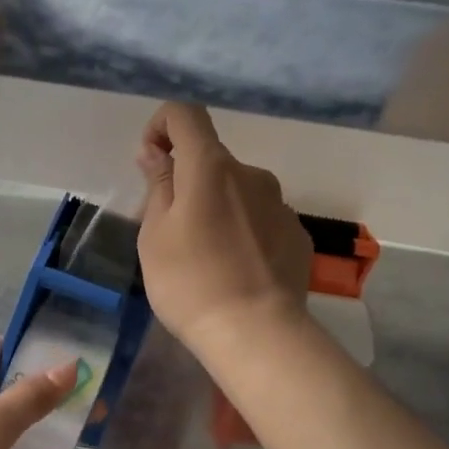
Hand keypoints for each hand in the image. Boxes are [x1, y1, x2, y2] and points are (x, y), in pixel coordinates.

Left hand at [0, 336, 76, 448]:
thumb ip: (31, 397)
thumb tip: (71, 366)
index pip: (4, 347)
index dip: (42, 356)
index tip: (84, 369)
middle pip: (4, 378)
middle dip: (43, 391)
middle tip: (92, 402)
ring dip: (32, 420)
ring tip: (79, 427)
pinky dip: (15, 443)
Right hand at [136, 102, 312, 357]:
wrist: (255, 333)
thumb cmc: (190, 282)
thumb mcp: (155, 235)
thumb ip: (158, 186)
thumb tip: (157, 153)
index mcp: (210, 167)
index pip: (185, 115)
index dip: (162, 126)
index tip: (151, 161)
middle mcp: (251, 174)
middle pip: (211, 160)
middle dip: (187, 182)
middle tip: (170, 230)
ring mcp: (280, 204)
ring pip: (237, 192)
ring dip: (216, 208)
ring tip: (204, 257)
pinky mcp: (297, 234)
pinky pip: (260, 219)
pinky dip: (243, 231)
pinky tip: (235, 270)